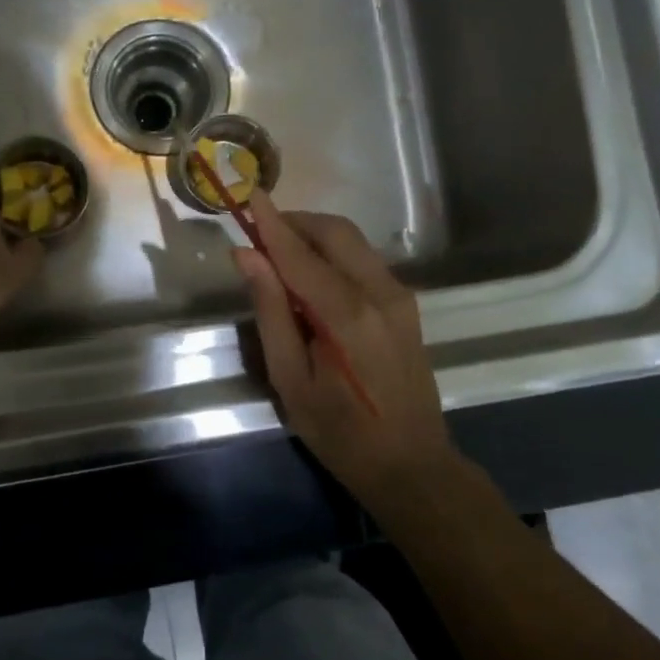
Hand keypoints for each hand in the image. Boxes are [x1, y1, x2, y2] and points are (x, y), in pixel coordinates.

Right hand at [232, 191, 456, 502]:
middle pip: (336, 231)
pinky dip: (334, 254)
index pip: (300, 253)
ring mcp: (399, 296)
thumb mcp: (291, 379)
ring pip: (353, 242)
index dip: (271, 223)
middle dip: (296, 222)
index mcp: (347, 314)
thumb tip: (247, 256)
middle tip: (261, 231)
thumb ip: (270, 311)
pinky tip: (313, 276)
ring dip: (315, 235)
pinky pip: (364, 261)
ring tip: (281, 253)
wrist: (412, 465)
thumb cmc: (340, 432)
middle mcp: (380, 293)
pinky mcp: (406, 305)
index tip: (248, 195)